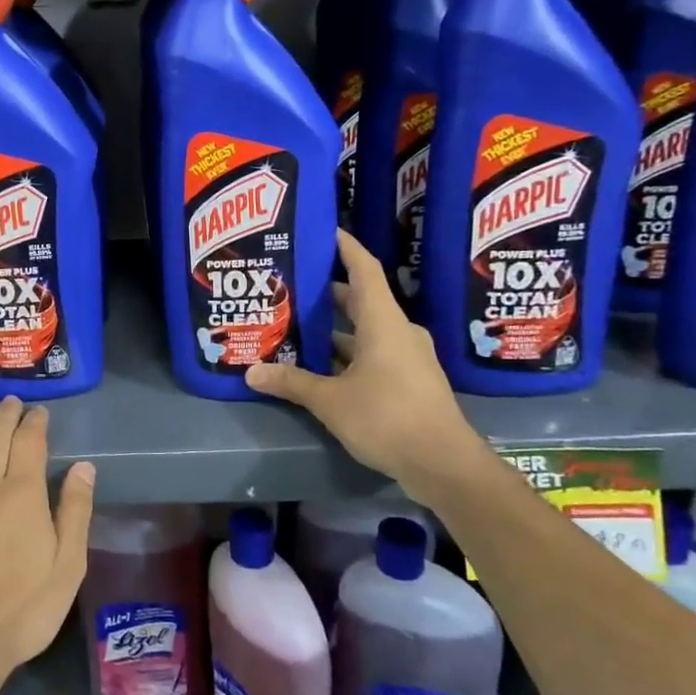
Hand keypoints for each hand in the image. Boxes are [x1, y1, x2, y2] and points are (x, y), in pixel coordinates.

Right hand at [247, 230, 476, 482]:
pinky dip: (348, 353)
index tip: (325, 230)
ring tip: (297, 325)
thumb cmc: (387, 418)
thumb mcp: (330, 400)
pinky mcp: (410, 381)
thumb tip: (251, 372)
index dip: (345, 247)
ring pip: (366, 331)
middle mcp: (399, 332)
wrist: (444, 464)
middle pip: (362, 300)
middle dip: (328, 292)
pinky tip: (320, 365)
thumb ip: (291, 382)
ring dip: (336, 328)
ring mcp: (408, 358)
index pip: (364, 269)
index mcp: (383, 322)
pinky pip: (374, 354)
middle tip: (293, 284)